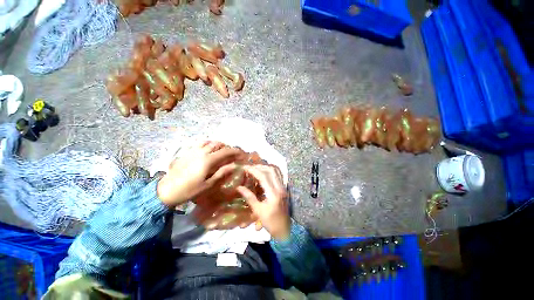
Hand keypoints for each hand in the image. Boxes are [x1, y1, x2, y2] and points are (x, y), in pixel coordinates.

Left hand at [157, 141, 242, 206]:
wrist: (166, 190)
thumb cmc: (189, 190)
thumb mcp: (208, 185)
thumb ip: (222, 173)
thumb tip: (234, 166)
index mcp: (208, 160)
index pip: (226, 151)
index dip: (236, 152)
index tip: (243, 154)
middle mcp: (201, 152)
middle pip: (219, 144)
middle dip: (229, 148)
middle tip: (234, 154)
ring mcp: (193, 150)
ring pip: (210, 142)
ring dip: (220, 145)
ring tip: (224, 151)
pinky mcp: (187, 152)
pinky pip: (201, 143)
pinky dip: (210, 144)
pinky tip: (210, 150)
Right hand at [236, 165, 289, 239]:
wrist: (285, 229)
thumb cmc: (270, 222)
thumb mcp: (258, 211)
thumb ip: (249, 197)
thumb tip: (239, 187)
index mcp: (273, 194)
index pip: (263, 176)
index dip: (253, 170)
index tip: (245, 167)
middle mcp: (280, 187)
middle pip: (271, 170)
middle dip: (259, 167)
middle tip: (250, 168)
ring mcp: (283, 187)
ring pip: (276, 171)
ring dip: (265, 167)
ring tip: (256, 168)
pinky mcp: (284, 188)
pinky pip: (278, 175)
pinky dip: (271, 171)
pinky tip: (264, 172)